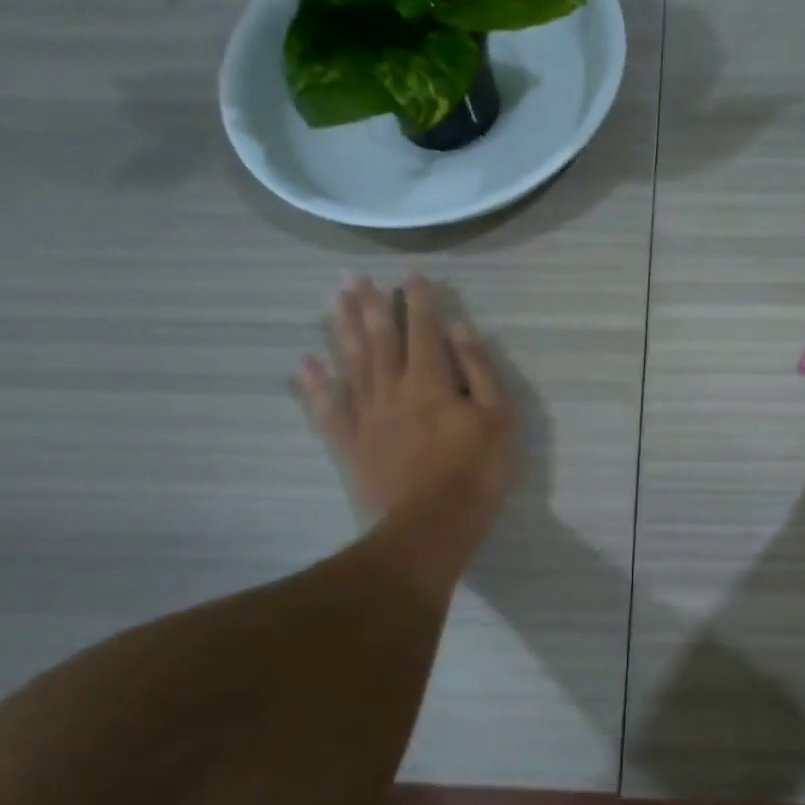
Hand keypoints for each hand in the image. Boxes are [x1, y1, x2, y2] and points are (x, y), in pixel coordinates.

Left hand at [294, 276, 514, 528]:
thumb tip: (458, 328)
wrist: (427, 529)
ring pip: (351, 364)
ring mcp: (366, 417)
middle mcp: (393, 390)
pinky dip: (315, 384)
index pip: (424, 330)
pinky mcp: (348, 445)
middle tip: (352, 275)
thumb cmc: (475, 473)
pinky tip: (306, 363)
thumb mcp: (498, 419)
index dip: (418, 301)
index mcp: (431, 382)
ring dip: (340, 330)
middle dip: (368, 305)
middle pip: (378, 339)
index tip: (411, 275)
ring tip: (331, 300)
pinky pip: (327, 408)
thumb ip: (479, 370)